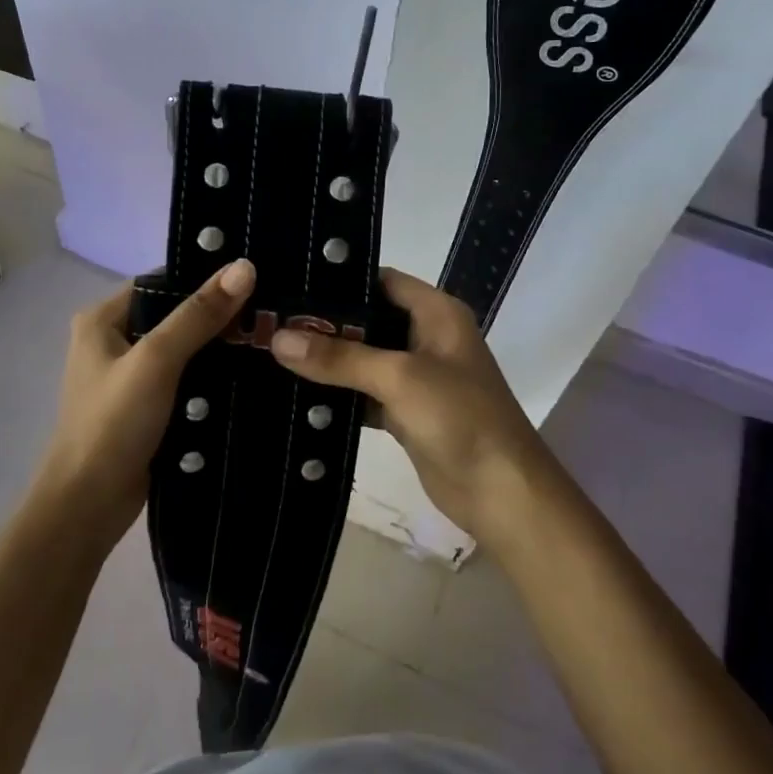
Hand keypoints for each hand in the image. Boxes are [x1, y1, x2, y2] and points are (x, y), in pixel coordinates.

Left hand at [36, 259, 256, 541]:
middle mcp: (113, 341)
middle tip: (270, 313)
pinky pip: (186, 380)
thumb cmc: (113, 423)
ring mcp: (131, 377)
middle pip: (175, 316)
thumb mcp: (157, 360)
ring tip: (269, 339)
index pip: (161, 283)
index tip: (253, 280)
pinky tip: (251, 375)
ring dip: (219, 349)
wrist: (89, 506)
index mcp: (103, 319)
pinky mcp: (147, 407)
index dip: (204, 279)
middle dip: (218, 317)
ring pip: (185, 350)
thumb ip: (198, 315)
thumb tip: (244, 266)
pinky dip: (212, 378)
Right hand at [269, 268, 561, 547]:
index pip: (382, 281)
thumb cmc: (460, 418)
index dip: (340, 280)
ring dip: (328, 360)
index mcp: (437, 313)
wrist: (502, 493)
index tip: (290, 282)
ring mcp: (418, 377)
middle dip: (325, 323)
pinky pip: (366, 393)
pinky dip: (338, 395)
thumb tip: (279, 339)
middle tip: (270, 320)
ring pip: (365, 358)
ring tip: (272, 350)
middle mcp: (428, 337)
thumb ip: (340, 357)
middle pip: (369, 320)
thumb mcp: (400, 377)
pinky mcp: (407, 412)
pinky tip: (296, 393)